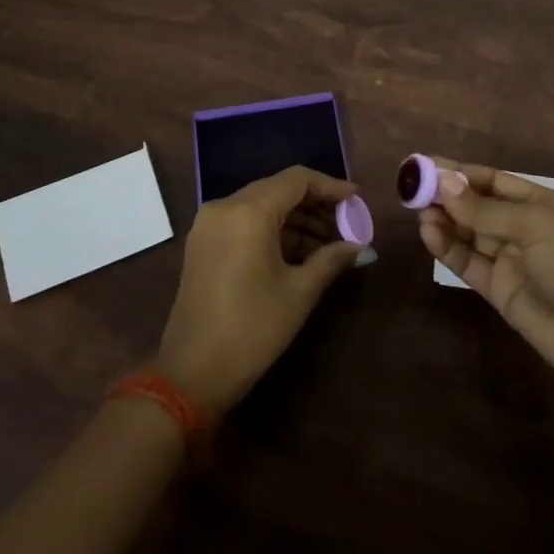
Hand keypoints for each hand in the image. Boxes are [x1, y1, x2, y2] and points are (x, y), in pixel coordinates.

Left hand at [157, 166, 363, 417]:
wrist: (192, 373)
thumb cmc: (253, 329)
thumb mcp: (299, 292)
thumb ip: (332, 259)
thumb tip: (362, 247)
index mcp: (249, 211)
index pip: (297, 180)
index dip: (330, 186)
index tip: (356, 200)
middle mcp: (225, 206)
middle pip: (278, 189)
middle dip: (315, 204)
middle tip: (346, 226)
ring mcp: (209, 224)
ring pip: (262, 204)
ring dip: (295, 219)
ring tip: (328, 244)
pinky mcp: (202, 242)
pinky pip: (244, 220)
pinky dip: (272, 229)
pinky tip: (298, 251)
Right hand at [418, 158, 553, 398]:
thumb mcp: (533, 227)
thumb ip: (485, 210)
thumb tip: (444, 183)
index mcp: (539, 204)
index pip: (492, 181)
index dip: (460, 173)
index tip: (425, 165)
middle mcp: (521, 228)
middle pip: (476, 206)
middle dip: (446, 196)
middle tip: (411, 188)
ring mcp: (509, 260)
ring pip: (468, 234)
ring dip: (444, 221)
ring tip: (418, 212)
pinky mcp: (498, 290)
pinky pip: (468, 263)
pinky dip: (448, 249)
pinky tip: (429, 235)